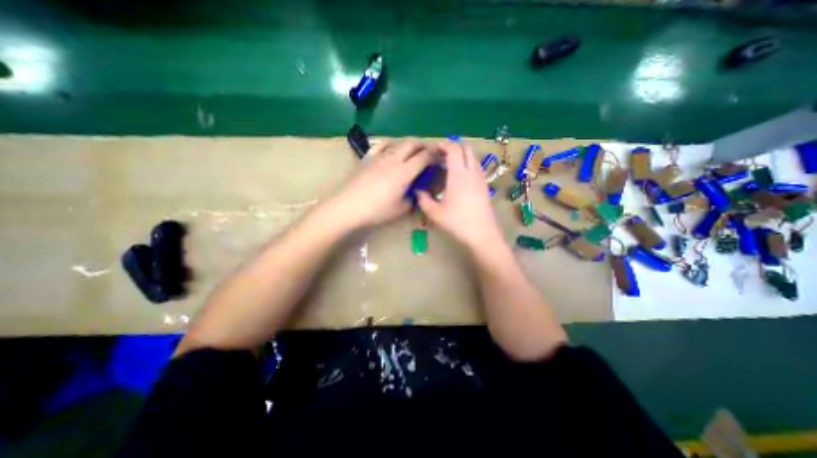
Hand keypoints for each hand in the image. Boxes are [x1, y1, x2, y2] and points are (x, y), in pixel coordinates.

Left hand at [330, 137, 436, 229]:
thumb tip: (416, 192)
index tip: (440, 156)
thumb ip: (413, 199)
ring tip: (411, 151)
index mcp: (405, 172)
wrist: (349, 206)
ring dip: (408, 144)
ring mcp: (379, 157)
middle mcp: (394, 159)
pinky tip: (391, 148)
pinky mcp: (367, 158)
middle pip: (412, 143)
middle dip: (423, 145)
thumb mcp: (401, 209)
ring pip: (398, 142)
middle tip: (427, 152)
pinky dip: (390, 144)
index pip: (424, 157)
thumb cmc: (377, 210)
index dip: (434, 154)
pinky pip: (381, 145)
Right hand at [421, 141, 505, 251]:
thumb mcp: (434, 213)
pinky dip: (468, 163)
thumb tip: (418, 192)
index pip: (454, 149)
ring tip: (450, 164)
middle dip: (454, 147)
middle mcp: (472, 172)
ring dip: (462, 155)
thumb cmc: (457, 223)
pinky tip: (460, 176)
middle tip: (441, 155)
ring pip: (473, 157)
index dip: (444, 145)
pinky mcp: (485, 186)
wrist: (482, 234)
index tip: (434, 149)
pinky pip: (477, 167)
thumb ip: (423, 200)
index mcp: (459, 175)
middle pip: (466, 148)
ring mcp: (481, 179)